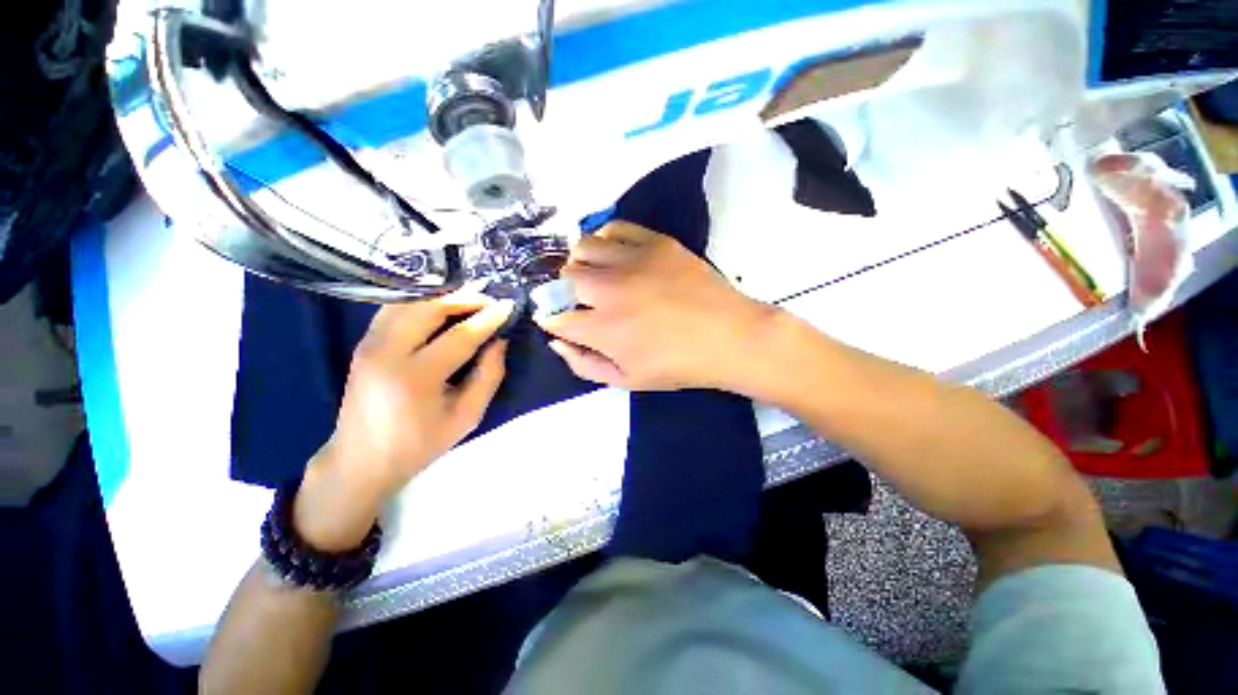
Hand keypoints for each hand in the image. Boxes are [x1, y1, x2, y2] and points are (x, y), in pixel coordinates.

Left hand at [294, 293, 513, 550]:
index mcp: (415, 377)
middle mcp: (387, 352)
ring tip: (470, 301)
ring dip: (443, 297)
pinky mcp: (364, 342)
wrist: (361, 460)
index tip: (509, 306)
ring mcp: (370, 344)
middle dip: (465, 299)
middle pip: (429, 308)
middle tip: (490, 301)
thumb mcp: (467, 416)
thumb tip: (499, 341)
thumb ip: (489, 376)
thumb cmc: (420, 443)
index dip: (488, 319)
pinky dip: (421, 302)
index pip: (460, 336)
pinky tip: (440, 307)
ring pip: (409, 302)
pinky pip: (395, 309)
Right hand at [535, 222, 776, 391]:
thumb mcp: (627, 381)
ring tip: (596, 274)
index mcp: (603, 330)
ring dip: (581, 263)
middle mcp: (610, 290)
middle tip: (583, 301)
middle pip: (565, 278)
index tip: (561, 321)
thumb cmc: (678, 365)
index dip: (553, 319)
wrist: (729, 337)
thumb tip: (556, 341)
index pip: (555, 317)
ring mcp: (632, 261)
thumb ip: (584, 364)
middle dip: (566, 292)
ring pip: (583, 247)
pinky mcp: (655, 242)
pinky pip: (614, 228)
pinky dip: (605, 239)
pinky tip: (614, 254)